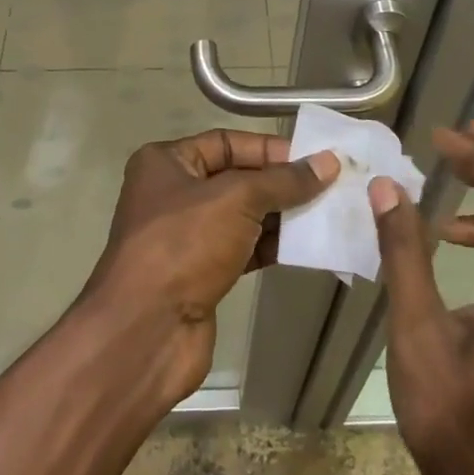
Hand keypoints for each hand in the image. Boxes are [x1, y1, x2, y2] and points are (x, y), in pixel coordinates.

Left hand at [83, 131, 338, 401]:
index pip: (226, 142)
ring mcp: (186, 236)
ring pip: (242, 216)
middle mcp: (172, 193)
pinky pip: (243, 248)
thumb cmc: (184, 245)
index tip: (312, 159)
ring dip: (280, 216)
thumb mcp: (236, 200)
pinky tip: (306, 247)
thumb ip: (283, 181)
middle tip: (327, 187)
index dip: (268, 149)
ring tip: (325, 215)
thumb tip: (327, 163)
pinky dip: (271, 246)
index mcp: (166, 162)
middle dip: (279, 183)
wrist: (146, 332)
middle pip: (236, 178)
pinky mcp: (200, 274)